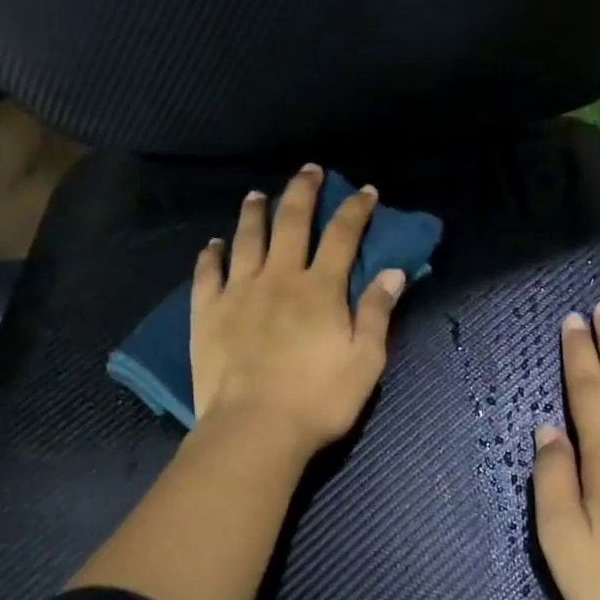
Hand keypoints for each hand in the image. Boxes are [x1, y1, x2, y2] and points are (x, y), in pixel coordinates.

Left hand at [191, 163, 407, 459]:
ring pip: (246, 239)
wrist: (255, 428)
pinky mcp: (207, 312)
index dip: (356, 209)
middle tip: (308, 170)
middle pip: (292, 223)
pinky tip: (212, 243)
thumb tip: (393, 272)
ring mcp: (239, 292)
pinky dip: (210, 255)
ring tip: (256, 194)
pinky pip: (207, 273)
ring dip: (254, 213)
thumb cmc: (318, 399)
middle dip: (303, 192)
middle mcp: (279, 278)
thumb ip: (378, 313)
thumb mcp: (365, 361)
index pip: (343, 236)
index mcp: (321, 289)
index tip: (365, 190)